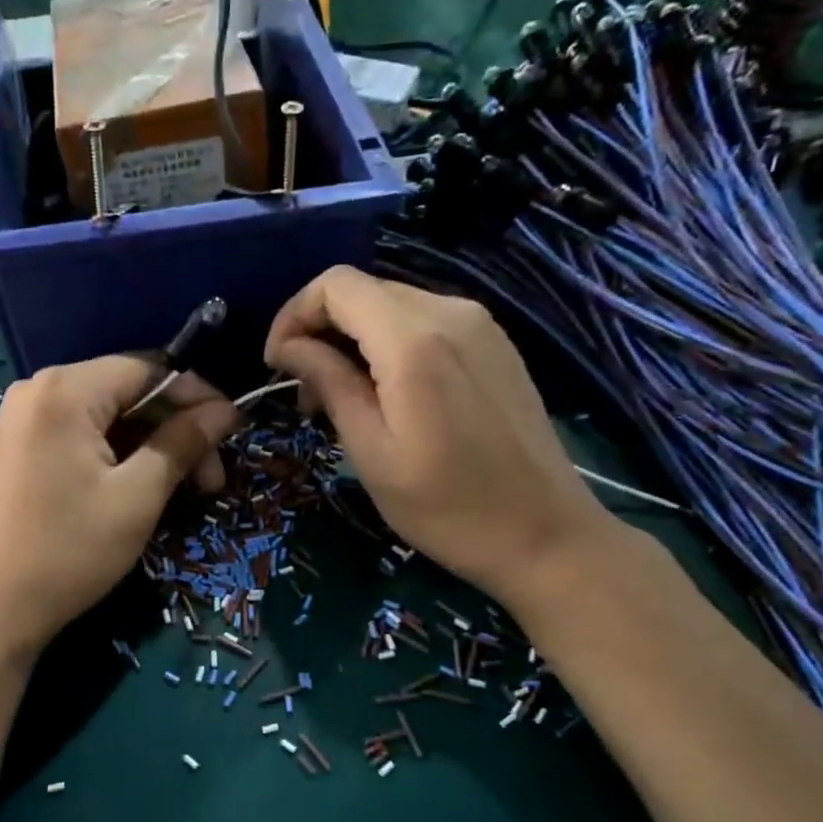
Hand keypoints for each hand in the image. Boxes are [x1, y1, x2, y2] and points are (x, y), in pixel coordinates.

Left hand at [0, 356, 238, 656]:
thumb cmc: (69, 550)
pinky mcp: (21, 447)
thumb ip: (182, 442)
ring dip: (151, 445)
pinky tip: (142, 485)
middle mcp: (39, 389)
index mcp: (65, 390)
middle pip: (128, 391)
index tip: (232, 431)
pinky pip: (83, 434)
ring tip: (184, 489)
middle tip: (211, 479)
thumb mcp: (137, 496)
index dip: (196, 396)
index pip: (148, 369)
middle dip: (175, 429)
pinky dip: (119, 454)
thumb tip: (227, 410)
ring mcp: (25, 418)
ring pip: (109, 416)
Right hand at [264, 267, 611, 609]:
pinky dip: (389, 344)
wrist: (546, 535)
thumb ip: (330, 384)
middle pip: (363, 290)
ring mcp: (480, 325)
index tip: (277, 365)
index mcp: (414, 340)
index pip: (335, 285)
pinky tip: (388, 393)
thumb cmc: (447, 508)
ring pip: (392, 305)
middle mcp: (451, 313)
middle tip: (305, 392)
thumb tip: (290, 347)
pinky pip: (426, 322)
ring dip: (353, 339)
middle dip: (320, 329)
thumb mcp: (371, 453)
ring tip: (341, 398)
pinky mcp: (495, 344)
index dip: (293, 315)